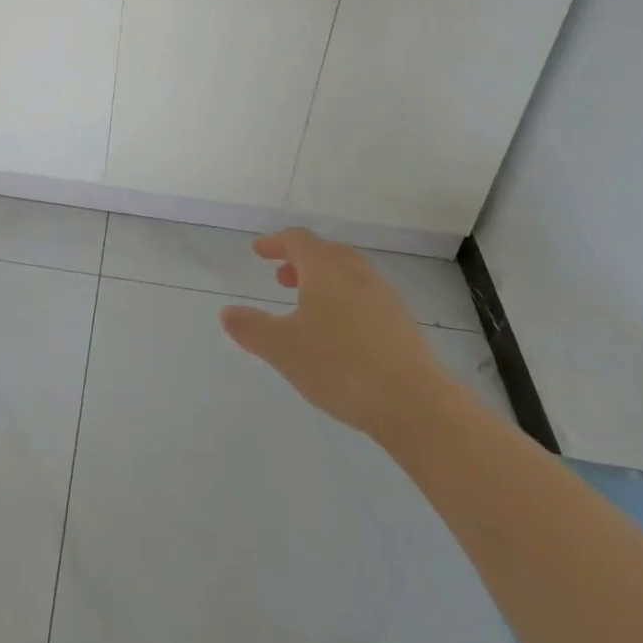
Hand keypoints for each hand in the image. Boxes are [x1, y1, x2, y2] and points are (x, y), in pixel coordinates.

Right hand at [220, 228, 449, 438]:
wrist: (414, 403)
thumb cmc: (339, 365)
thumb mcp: (282, 348)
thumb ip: (251, 328)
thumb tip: (228, 313)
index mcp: (326, 268)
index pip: (297, 240)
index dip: (275, 242)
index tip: (259, 251)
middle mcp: (356, 273)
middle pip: (326, 253)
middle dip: (300, 261)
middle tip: (282, 278)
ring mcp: (384, 296)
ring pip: (348, 274)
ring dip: (324, 281)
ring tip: (308, 308)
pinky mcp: (402, 323)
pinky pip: (365, 297)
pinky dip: (344, 300)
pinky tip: (340, 333)